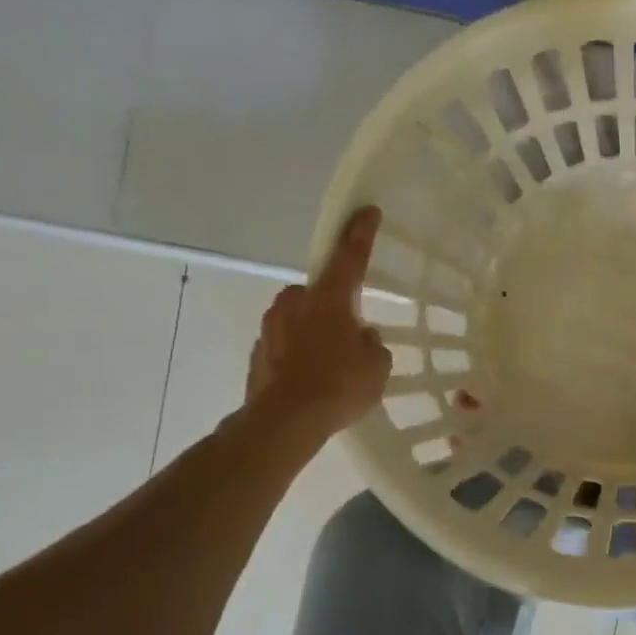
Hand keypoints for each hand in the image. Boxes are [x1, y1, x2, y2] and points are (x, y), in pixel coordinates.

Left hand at [244, 207, 390, 441]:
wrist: (283, 423)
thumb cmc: (339, 385)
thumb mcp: (377, 364)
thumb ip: (371, 343)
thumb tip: (360, 338)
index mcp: (330, 298)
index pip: (350, 256)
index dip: (360, 233)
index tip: (366, 211)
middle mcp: (296, 303)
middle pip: (319, 290)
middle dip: (334, 302)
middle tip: (351, 327)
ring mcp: (271, 328)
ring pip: (300, 317)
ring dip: (315, 329)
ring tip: (332, 360)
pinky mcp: (258, 354)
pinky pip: (286, 343)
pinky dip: (299, 353)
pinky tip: (312, 378)